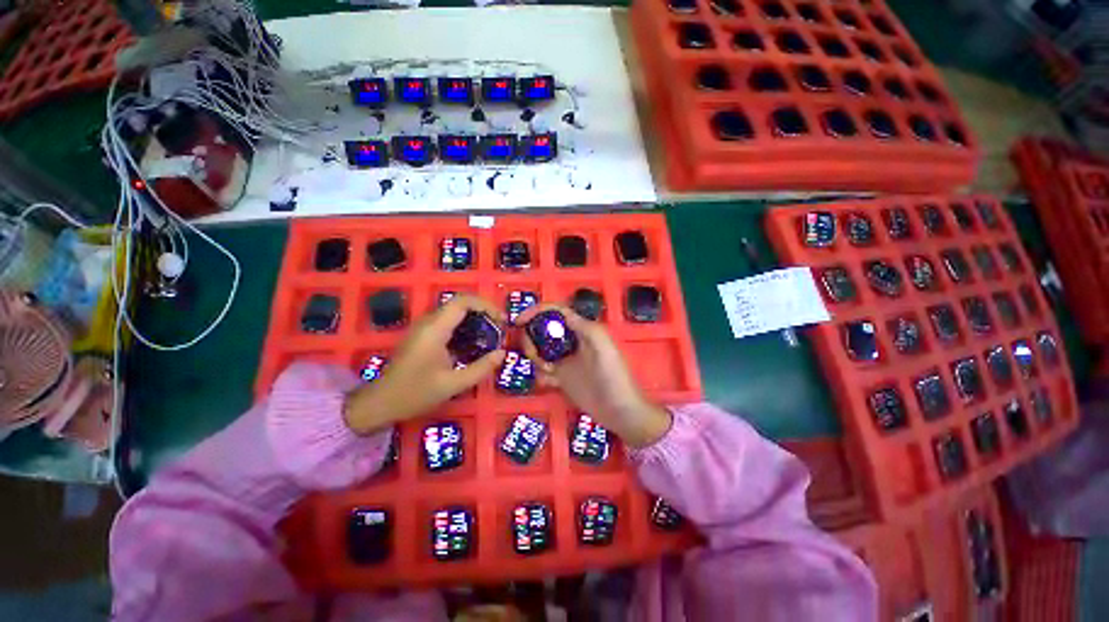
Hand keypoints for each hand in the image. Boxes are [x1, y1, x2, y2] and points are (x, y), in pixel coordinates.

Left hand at [344, 295, 506, 433]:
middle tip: (500, 329)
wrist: (380, 403)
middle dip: (484, 312)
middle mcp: (429, 322)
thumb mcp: (453, 384)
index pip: (463, 301)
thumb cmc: (414, 394)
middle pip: (460, 303)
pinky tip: (474, 344)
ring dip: (475, 319)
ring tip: (491, 335)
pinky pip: (449, 322)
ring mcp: (424, 328)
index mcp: (435, 329)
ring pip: (455, 312)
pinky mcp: (424, 335)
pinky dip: (465, 327)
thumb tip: (502, 353)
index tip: (502, 320)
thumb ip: (480, 368)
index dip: (486, 305)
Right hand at [517, 305, 671, 448]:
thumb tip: (560, 313)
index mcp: (582, 329)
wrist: (618, 410)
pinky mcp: (562, 377)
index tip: (519, 321)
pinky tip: (549, 383)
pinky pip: (542, 370)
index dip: (536, 311)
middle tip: (534, 355)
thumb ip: (583, 327)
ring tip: (548, 371)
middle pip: (543, 330)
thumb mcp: (602, 345)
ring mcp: (565, 360)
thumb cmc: (613, 375)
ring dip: (536, 357)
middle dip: (533, 338)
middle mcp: (571, 341)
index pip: (555, 312)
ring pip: (540, 349)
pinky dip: (540, 374)